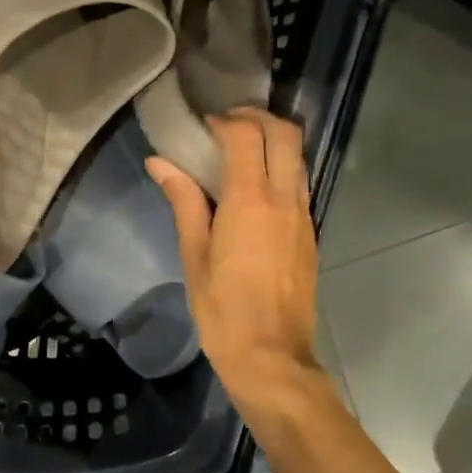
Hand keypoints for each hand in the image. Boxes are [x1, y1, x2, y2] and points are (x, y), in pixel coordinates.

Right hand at [147, 110, 326, 415]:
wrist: (272, 356)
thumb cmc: (222, 310)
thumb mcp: (194, 256)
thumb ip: (184, 202)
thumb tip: (161, 163)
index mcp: (250, 201)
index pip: (245, 136)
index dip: (225, 121)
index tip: (203, 124)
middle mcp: (284, 199)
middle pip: (284, 134)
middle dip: (257, 117)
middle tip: (227, 123)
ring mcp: (303, 215)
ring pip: (298, 156)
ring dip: (274, 139)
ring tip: (242, 148)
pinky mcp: (310, 233)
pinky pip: (300, 183)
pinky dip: (282, 166)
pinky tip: (257, 185)